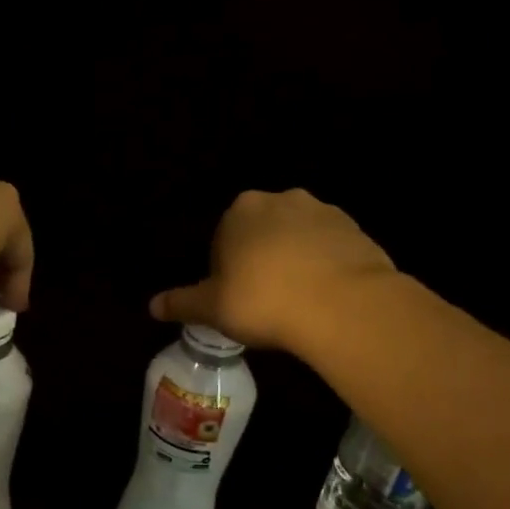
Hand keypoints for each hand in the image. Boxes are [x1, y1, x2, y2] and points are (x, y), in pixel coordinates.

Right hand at [150, 189, 395, 351]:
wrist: (343, 305)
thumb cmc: (263, 301)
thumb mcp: (212, 308)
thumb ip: (181, 303)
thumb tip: (152, 306)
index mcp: (240, 211)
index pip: (223, 239)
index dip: (226, 271)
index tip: (235, 299)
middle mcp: (281, 200)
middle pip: (261, 232)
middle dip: (261, 259)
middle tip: (265, 300)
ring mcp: (323, 212)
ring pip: (298, 238)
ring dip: (294, 260)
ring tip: (297, 301)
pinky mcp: (356, 230)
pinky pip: (330, 248)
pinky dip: (325, 266)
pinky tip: (324, 297)